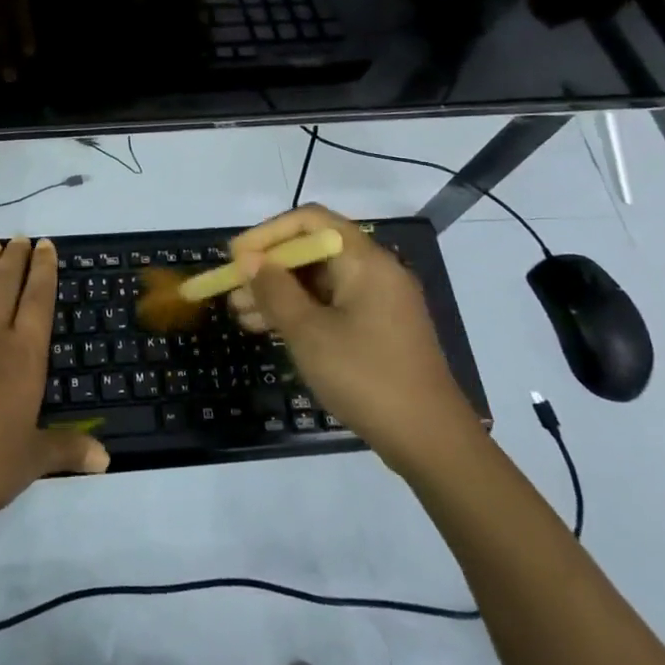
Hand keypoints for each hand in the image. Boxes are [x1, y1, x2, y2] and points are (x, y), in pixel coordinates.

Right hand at [229, 205, 483, 467]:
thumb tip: (248, 259)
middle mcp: (375, 271)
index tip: (236, 257)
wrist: (432, 443)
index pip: (309, 221)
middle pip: (313, 250)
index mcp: (365, 260)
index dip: (268, 233)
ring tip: (241, 315)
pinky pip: (331, 305)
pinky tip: (269, 330)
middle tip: (232, 290)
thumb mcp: (309, 333)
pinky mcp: (379, 329)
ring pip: (319, 281)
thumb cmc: (365, 377)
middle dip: (269, 268)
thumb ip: (275, 290)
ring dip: (279, 293)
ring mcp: (379, 301)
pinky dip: (300, 312)